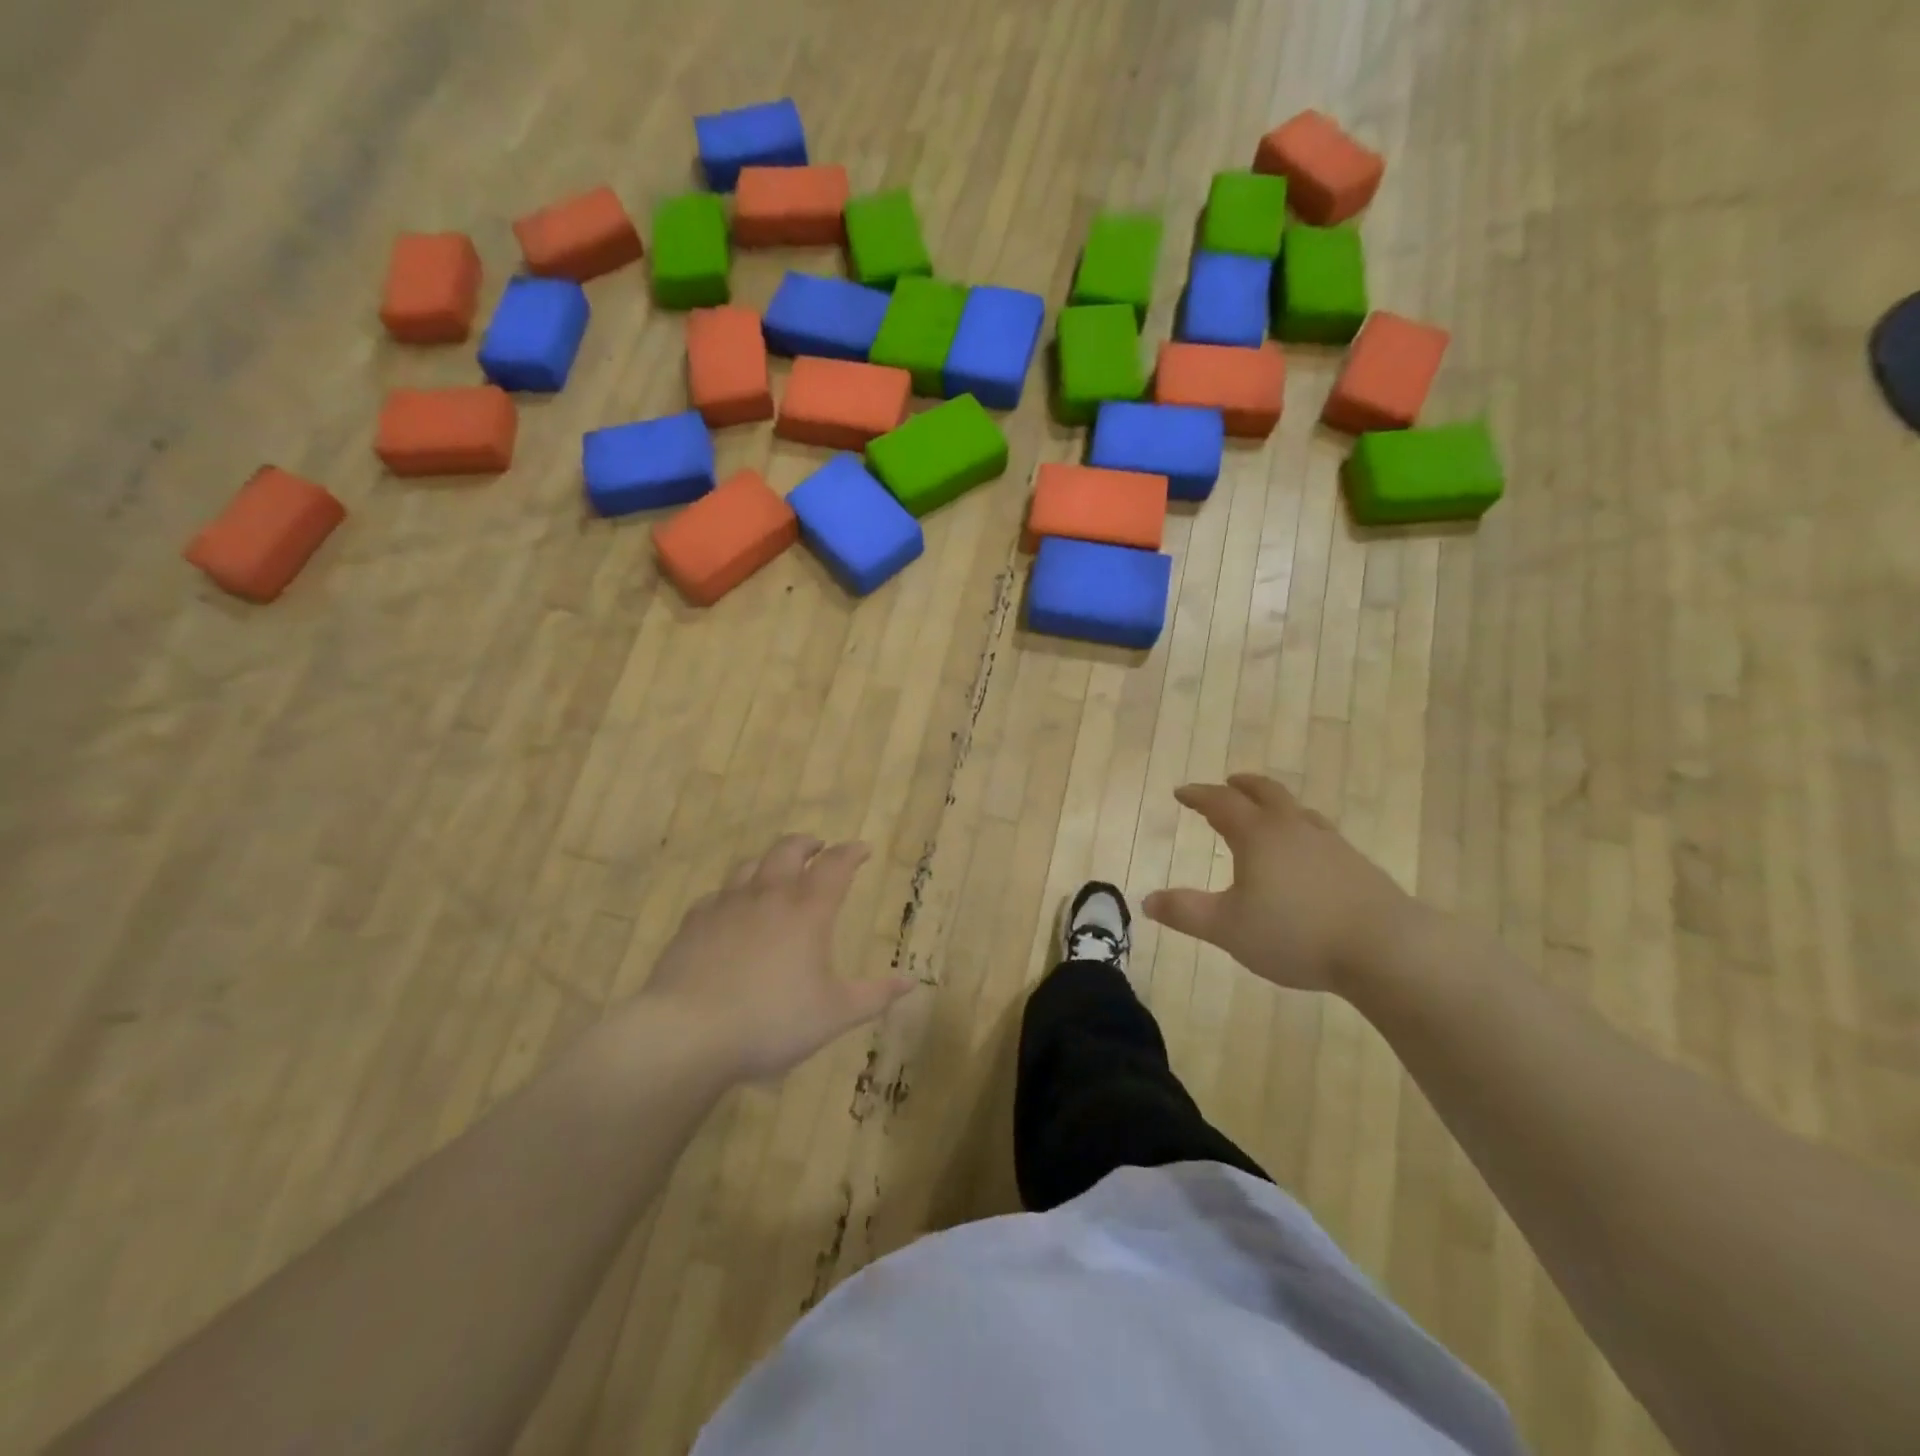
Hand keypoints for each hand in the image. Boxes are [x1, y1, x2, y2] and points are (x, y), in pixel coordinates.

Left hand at [639, 835, 914, 1081]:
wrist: (688, 1033)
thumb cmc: (772, 1021)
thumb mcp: (835, 1014)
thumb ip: (875, 995)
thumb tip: (911, 981)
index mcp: (808, 911)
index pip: (836, 865)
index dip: (851, 852)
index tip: (862, 849)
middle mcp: (769, 895)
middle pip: (788, 850)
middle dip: (808, 843)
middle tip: (818, 847)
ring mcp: (727, 905)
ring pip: (750, 866)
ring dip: (769, 863)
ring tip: (775, 873)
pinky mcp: (694, 922)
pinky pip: (717, 895)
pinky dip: (732, 894)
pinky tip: (730, 910)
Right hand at [1143, 774, 1419, 993]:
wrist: (1385, 949)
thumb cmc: (1295, 933)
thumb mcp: (1227, 928)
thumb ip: (1186, 912)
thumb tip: (1148, 900)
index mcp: (1258, 835)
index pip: (1221, 803)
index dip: (1199, 795)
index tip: (1181, 792)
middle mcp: (1293, 829)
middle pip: (1266, 793)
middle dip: (1243, 786)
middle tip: (1229, 783)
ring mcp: (1331, 845)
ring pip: (1298, 812)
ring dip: (1276, 806)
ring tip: (1268, 815)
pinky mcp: (1357, 867)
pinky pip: (1321, 836)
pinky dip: (1302, 833)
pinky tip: (1307, 856)